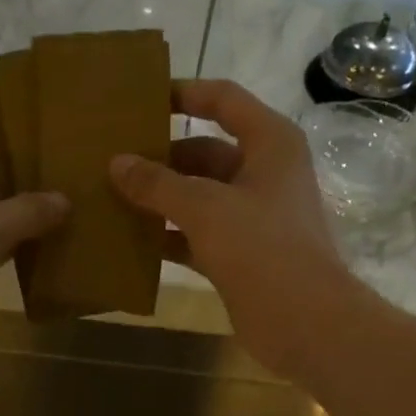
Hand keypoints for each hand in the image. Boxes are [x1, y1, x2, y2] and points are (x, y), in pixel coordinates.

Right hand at [110, 80, 355, 378]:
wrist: (303, 320)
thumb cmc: (261, 247)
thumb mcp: (205, 207)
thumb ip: (158, 184)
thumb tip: (117, 163)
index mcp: (270, 143)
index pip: (223, 100)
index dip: (184, 94)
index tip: (141, 100)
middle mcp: (264, 173)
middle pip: (205, 152)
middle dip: (162, 158)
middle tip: (112, 162)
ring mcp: (253, 216)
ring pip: (199, 197)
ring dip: (161, 200)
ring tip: (112, 198)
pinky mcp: (242, 254)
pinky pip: (198, 234)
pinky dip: (170, 236)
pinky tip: (134, 240)